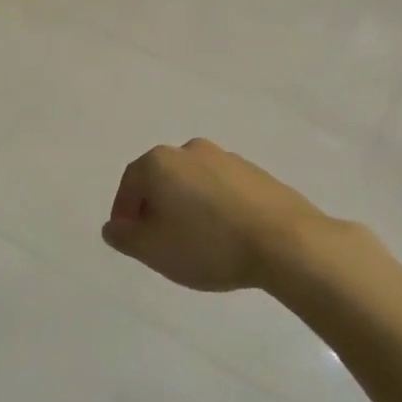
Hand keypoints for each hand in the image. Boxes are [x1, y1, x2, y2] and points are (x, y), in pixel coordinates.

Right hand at [102, 138, 341, 291]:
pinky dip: (214, 208)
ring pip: (192, 183)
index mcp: (160, 162)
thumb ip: (124, 237)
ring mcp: (227, 158)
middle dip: (155, 208)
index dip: (124, 213)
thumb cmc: (209, 244)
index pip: (129, 184)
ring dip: (186, 207)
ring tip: (194, 241)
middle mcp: (190, 150)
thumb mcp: (153, 250)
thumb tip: (113, 227)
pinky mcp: (257, 173)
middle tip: (158, 241)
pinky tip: (224, 235)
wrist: (287, 243)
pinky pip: (221, 190)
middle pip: (161, 179)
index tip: (130, 239)